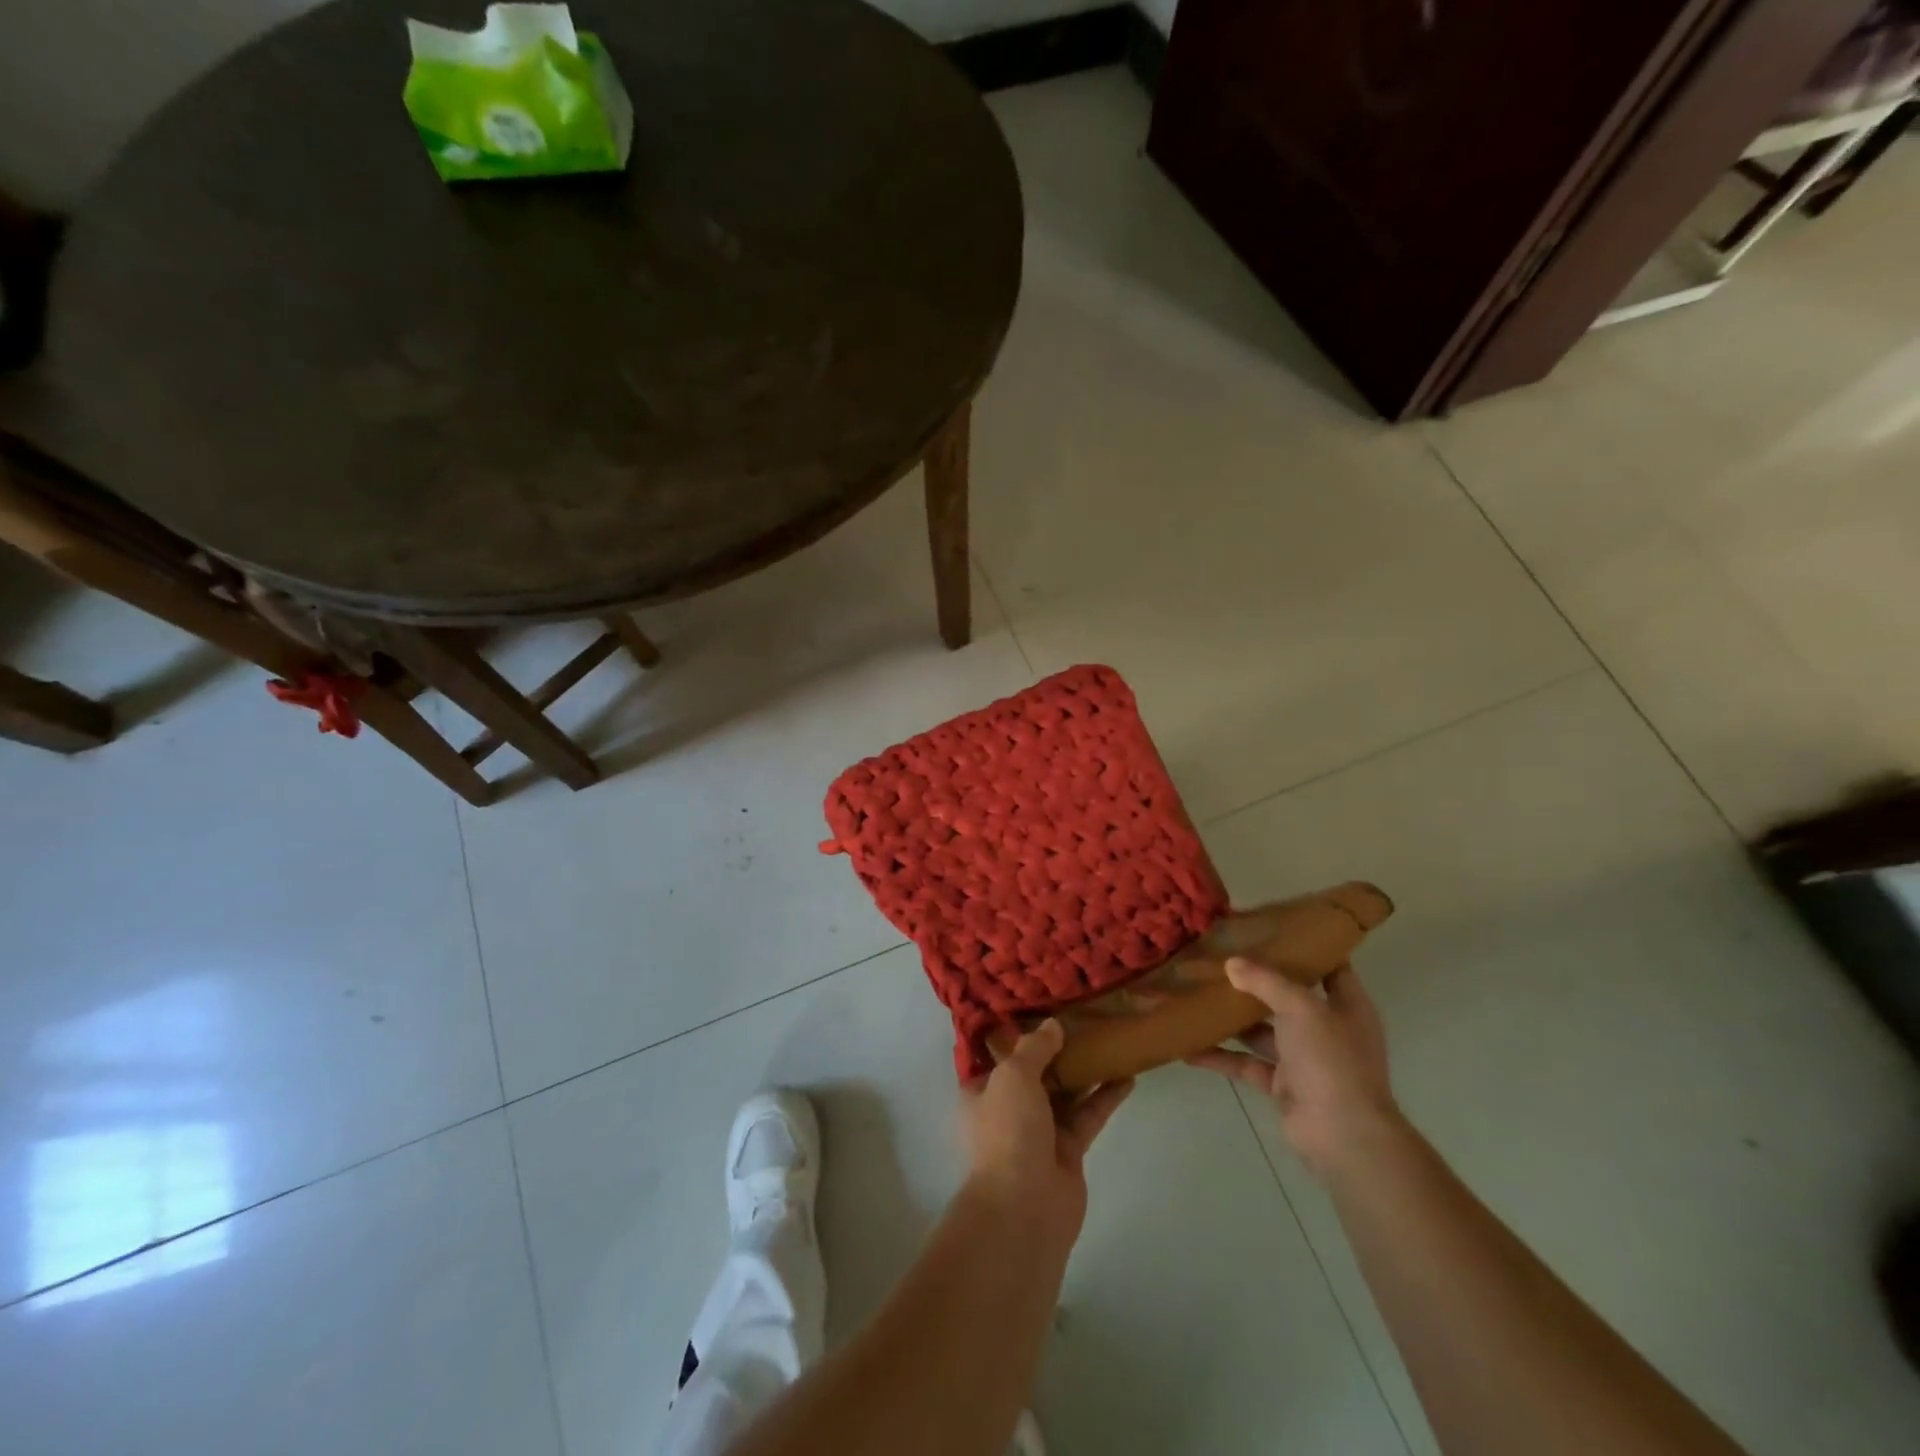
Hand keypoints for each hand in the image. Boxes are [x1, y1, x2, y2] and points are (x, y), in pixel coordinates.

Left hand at [961, 1020, 1132, 1251]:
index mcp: (982, 1091)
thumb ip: (1035, 1048)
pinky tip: (1127, 1077)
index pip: (998, 1057)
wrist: (1024, 1208)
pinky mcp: (1068, 1151)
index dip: (1017, 1035)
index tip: (1041, 1010)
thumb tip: (1053, 1025)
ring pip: (1064, 1093)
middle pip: (1036, 1073)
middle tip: (1084, 1020)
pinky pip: (1087, 1116)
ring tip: (1110, 1041)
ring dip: (1085, 1071)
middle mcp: (1008, 1109)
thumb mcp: (1014, 1076)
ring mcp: (1039, 1132)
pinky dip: (1104, 1097)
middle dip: (1057, 1050)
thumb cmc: (1007, 1131)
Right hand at [1186, 959, 1400, 1177]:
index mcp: (1346, 1005)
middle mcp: (1326, 1028)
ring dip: (1232, 1018)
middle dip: (1255, 980)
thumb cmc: (1331, 1060)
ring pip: (1261, 1030)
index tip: (1270, 929)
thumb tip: (1232, 962)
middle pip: (1287, 996)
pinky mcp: (1281, 1084)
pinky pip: (1245, 1063)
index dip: (1305, 947)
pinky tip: (1188, 1047)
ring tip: (1196, 995)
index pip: (1330, 966)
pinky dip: (1220, 1056)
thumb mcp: (1301, 1008)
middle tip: (1219, 957)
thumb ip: (1266, 981)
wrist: (1342, 1135)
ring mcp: (1303, 1059)